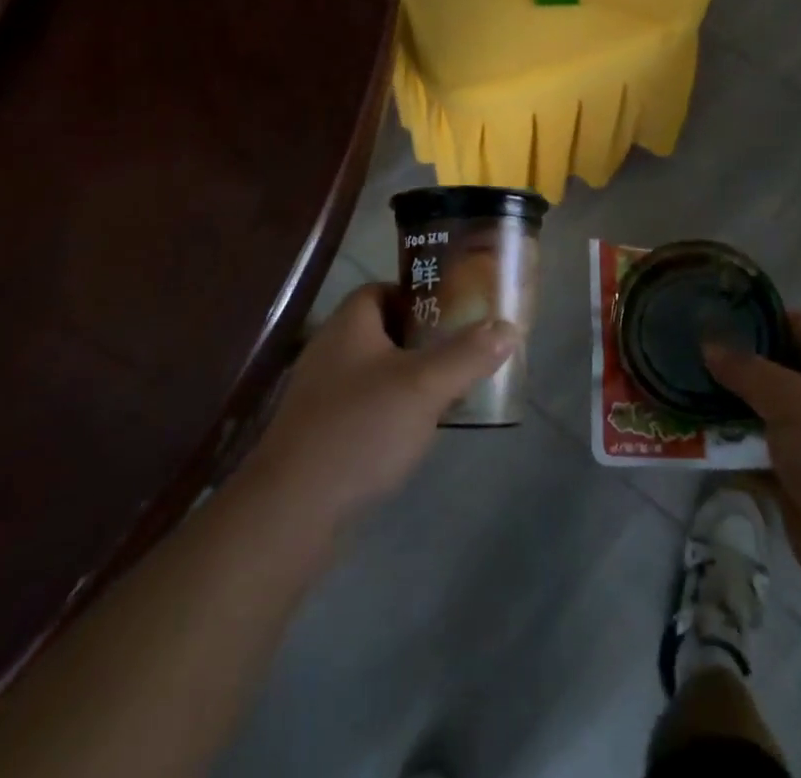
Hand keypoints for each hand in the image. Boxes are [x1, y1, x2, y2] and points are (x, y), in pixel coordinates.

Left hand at [242, 283, 518, 530]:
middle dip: (423, 339)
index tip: (455, 311)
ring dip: (409, 377)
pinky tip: (415, 432)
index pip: (384, 289)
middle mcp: (330, 350)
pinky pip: (364, 406)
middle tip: (461, 350)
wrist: (292, 512)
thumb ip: (467, 354)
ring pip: (375, 370)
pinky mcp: (320, 433)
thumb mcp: (425, 386)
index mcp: (349, 324)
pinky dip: (391, 409)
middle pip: (383, 330)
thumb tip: (508, 327)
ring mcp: (321, 394)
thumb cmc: (361, 429)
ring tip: (449, 390)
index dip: (419, 295)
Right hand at [705, 312, 800, 612]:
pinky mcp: (797, 475)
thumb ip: (745, 369)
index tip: (707, 317)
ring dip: (725, 406)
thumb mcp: (791, 399)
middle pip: (772, 367)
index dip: (752, 318)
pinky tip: (693, 435)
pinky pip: (757, 449)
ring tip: (678, 392)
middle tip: (682, 356)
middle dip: (731, 365)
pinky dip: (731, 445)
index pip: (792, 323)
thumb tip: (708, 345)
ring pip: (760, 410)